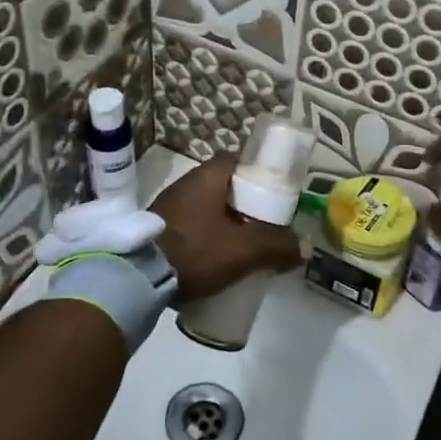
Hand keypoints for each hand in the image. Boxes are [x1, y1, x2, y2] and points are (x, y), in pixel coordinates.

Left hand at [150, 155, 303, 303]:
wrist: (138, 279)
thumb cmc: (196, 251)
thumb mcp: (244, 250)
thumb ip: (277, 247)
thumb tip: (302, 249)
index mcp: (207, 176)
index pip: (238, 160)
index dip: (259, 174)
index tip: (275, 194)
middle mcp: (186, 183)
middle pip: (225, 186)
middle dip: (245, 204)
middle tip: (266, 224)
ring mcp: (168, 206)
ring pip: (208, 208)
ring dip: (225, 222)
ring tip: (245, 245)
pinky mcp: (158, 230)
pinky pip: (192, 226)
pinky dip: (207, 237)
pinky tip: (218, 258)